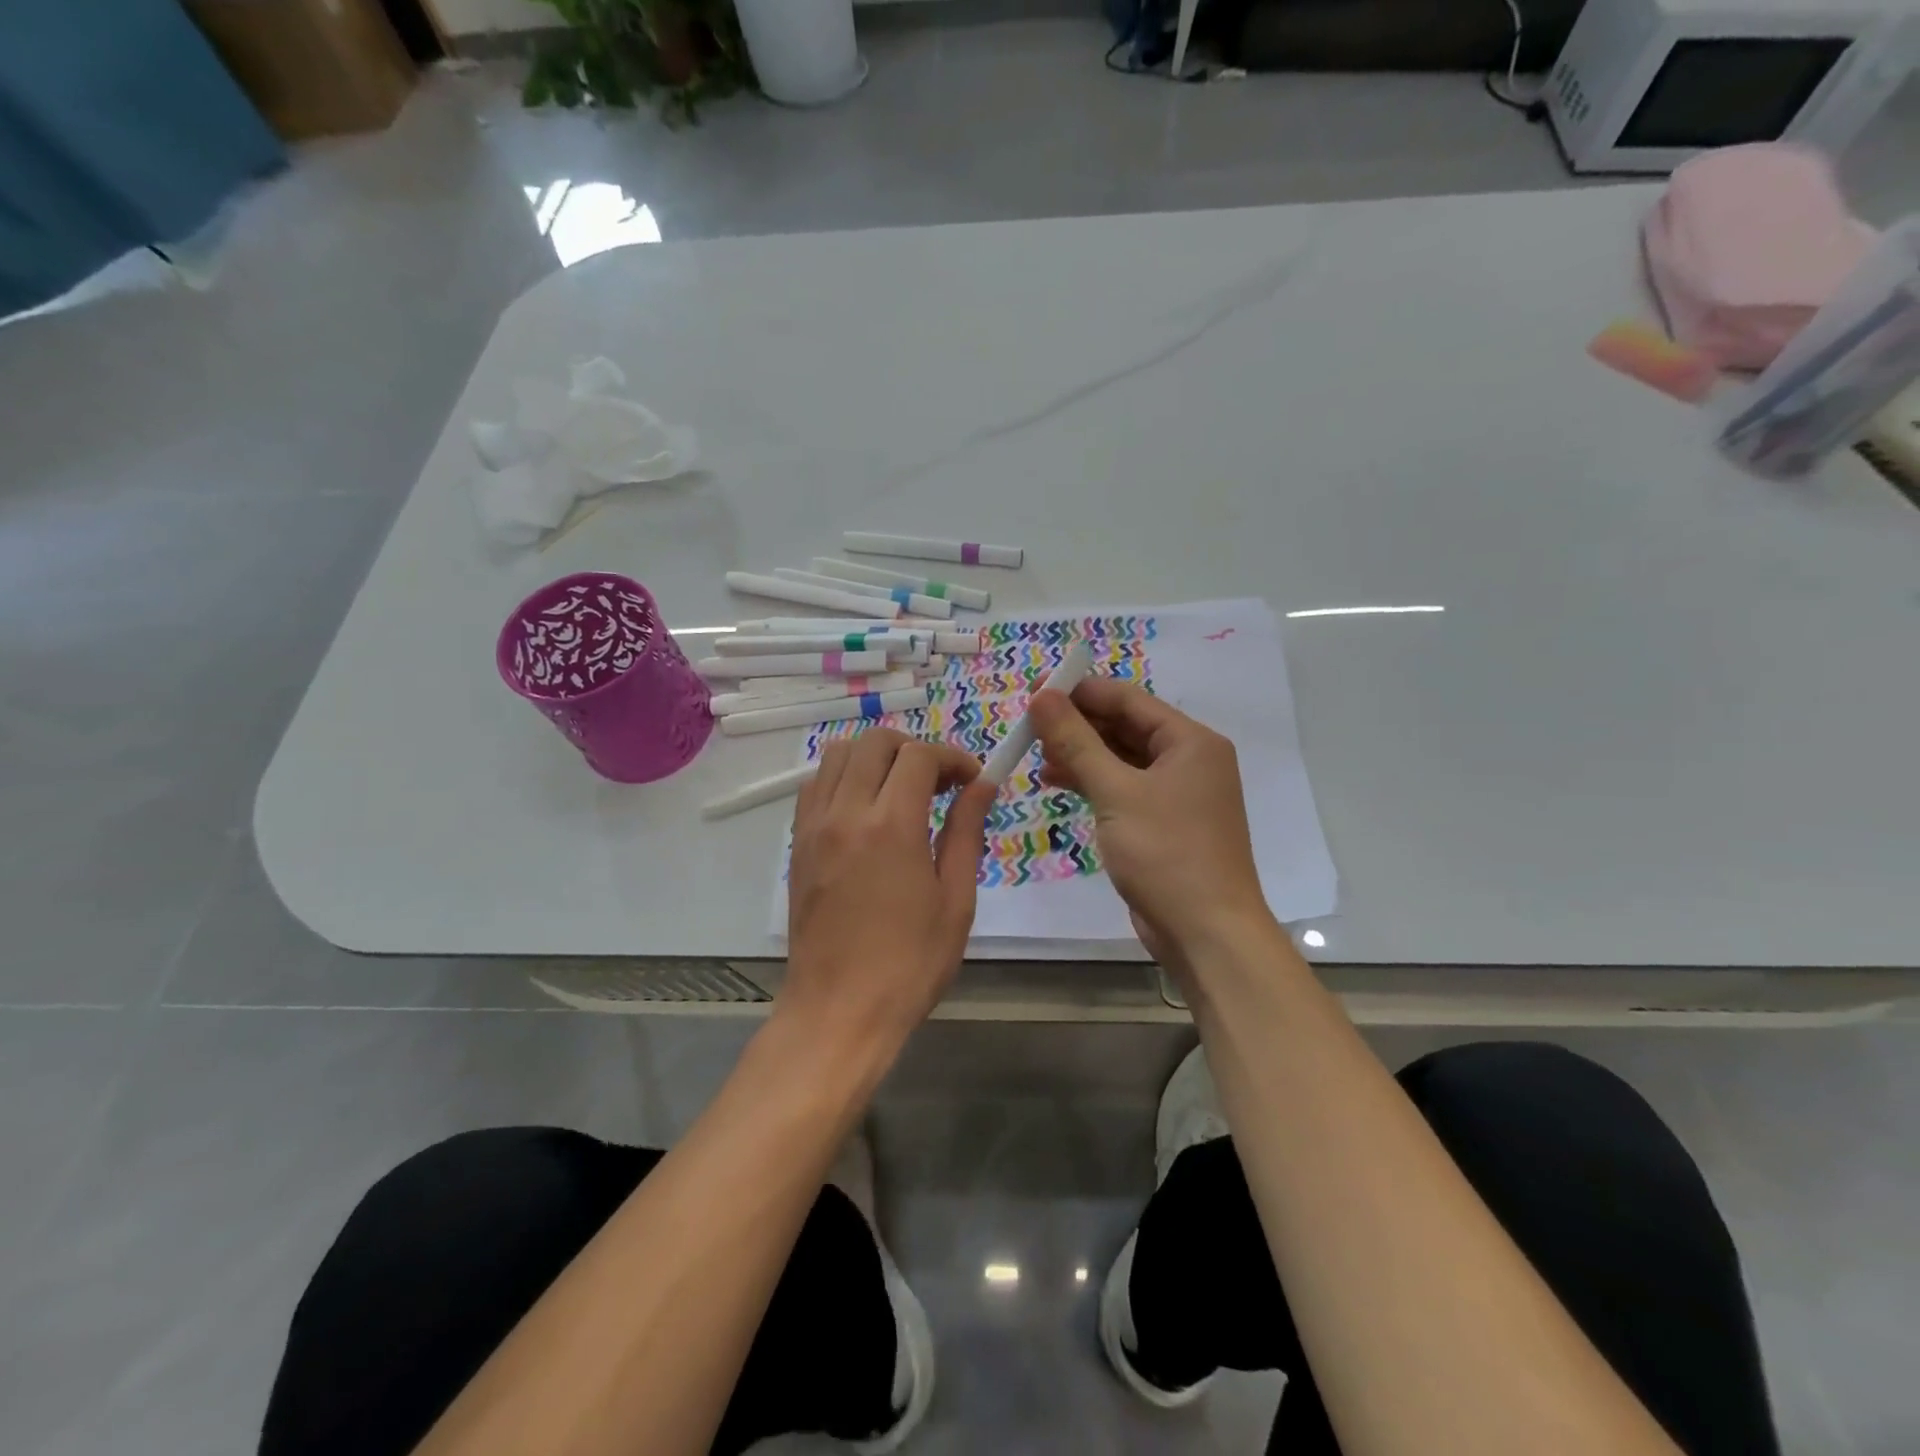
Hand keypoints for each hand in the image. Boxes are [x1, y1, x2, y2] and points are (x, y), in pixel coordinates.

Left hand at [783, 729, 994, 1056]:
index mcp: (892, 826)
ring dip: (875, 758)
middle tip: (939, 784)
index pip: (920, 756)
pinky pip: (816, 785)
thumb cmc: (909, 964)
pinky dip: (844, 778)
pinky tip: (866, 810)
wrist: (838, 1011)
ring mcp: (814, 826)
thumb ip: (966, 832)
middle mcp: (846, 812)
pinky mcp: (797, 844)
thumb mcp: (954, 901)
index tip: (972, 780)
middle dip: (914, 749)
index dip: (953, 757)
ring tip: (900, 791)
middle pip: (875, 741)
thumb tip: (981, 785)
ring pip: (838, 754)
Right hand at [1030, 678, 1270, 958]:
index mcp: (1190, 742)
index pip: (1129, 699)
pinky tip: (1056, 781)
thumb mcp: (1116, 792)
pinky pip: (1122, 787)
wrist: (1206, 932)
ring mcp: (1176, 793)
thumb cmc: (1166, 853)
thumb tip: (1042, 696)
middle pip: (1125, 727)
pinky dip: (1091, 782)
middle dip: (1077, 724)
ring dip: (1080, 754)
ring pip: (1120, 758)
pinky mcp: (1161, 822)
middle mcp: (1188, 760)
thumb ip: (1076, 742)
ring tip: (1035, 753)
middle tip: (1029, 724)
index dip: (1081, 692)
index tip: (1035, 691)